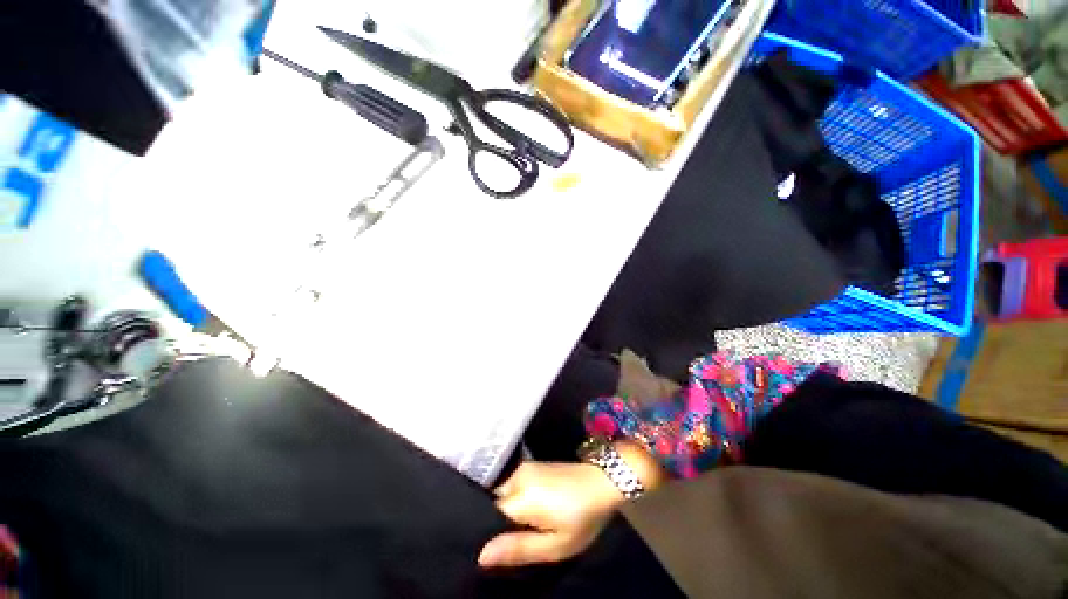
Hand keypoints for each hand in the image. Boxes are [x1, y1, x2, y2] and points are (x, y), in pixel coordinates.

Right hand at [478, 461, 622, 567]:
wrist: (602, 481)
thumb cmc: (582, 518)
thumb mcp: (555, 545)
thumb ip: (518, 549)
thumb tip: (481, 555)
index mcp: (521, 496)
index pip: (488, 515)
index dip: (489, 533)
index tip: (499, 547)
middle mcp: (517, 476)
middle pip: (495, 503)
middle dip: (498, 522)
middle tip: (515, 541)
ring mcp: (525, 467)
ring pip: (503, 493)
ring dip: (508, 511)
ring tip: (523, 527)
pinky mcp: (532, 465)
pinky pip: (513, 485)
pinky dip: (515, 499)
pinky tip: (529, 511)